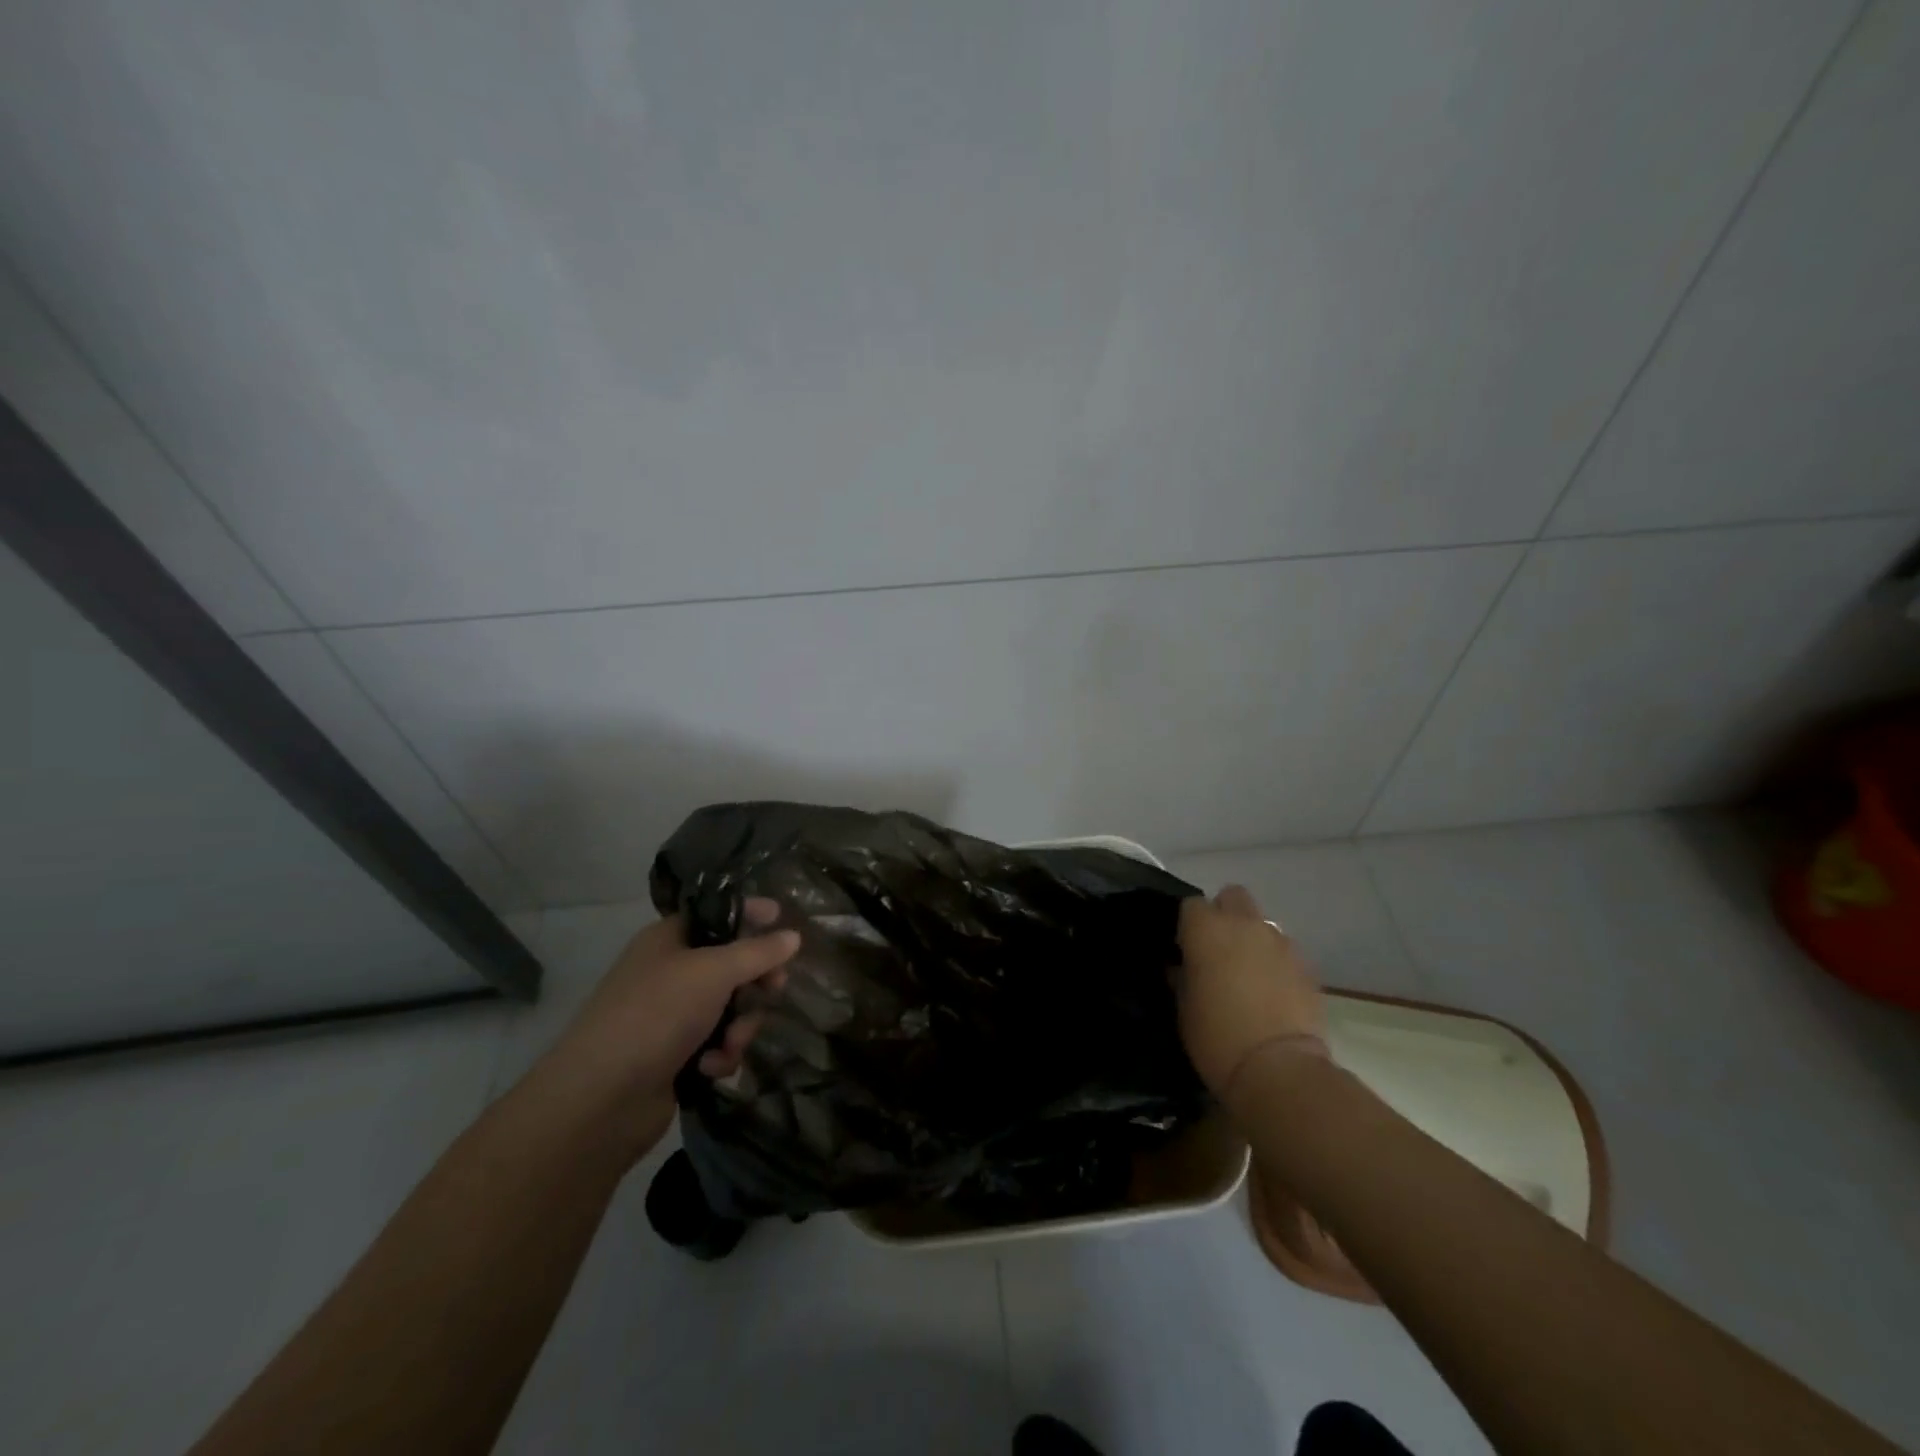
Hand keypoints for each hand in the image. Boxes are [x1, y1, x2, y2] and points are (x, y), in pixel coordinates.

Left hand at [525, 898, 799, 1162]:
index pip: (717, 914)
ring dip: (739, 1026)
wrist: (601, 1098)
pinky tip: (711, 1068)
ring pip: (729, 1008)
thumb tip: (793, 936)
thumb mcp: (714, 972)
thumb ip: (758, 952)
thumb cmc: (657, 1014)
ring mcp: (670, 1016)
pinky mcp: (674, 1055)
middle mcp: (669, 972)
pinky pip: (716, 1043)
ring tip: (730, 1043)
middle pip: (730, 965)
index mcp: (668, 939)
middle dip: (754, 982)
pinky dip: (720, 1054)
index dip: (750, 914)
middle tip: (774, 990)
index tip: (783, 919)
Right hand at [1176, 885, 1325, 1103]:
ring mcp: (1280, 942)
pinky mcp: (1307, 965)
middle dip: (1224, 914)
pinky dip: (1276, 962)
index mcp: (1207, 930)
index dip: (1188, 925)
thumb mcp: (1183, 1008)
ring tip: (1249, 973)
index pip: (1191, 905)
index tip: (1185, 949)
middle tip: (1218, 949)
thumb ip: (1182, 977)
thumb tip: (1182, 967)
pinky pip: (1285, 951)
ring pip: (1262, 923)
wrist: (1280, 1070)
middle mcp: (1244, 925)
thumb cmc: (1217, 1038)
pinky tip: (1273, 992)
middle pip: (1233, 896)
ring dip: (1252, 938)